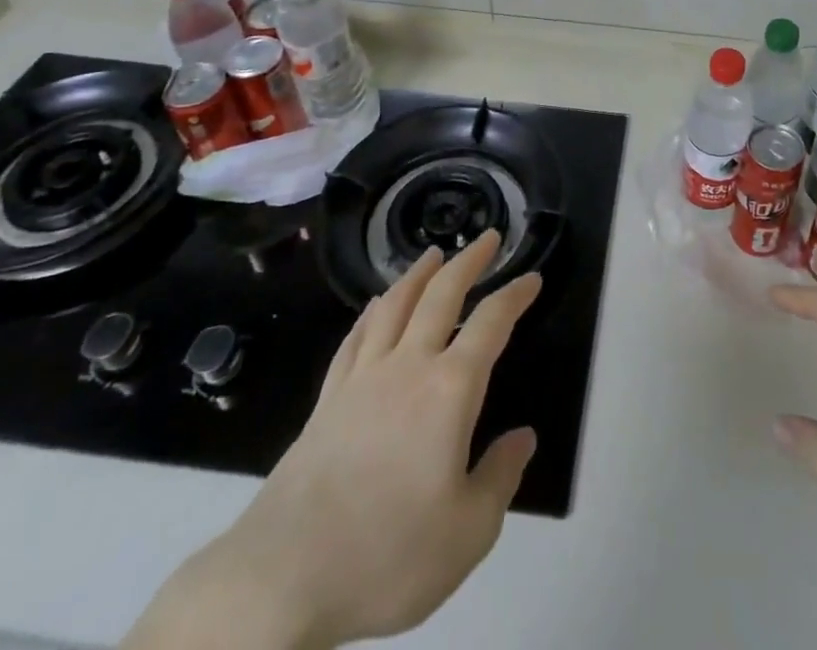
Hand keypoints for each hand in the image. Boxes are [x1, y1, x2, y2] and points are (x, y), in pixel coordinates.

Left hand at [127, 231, 540, 649]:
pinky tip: (375, 305)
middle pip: (441, 295)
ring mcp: (362, 379)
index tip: (532, 278)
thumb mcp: (468, 533)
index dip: (515, 295)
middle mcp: (408, 367)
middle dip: (469, 261)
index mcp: (450, 390)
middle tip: (488, 238)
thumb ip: (500, 478)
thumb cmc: (387, 555)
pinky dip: (371, 312)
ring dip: (418, 274)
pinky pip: (355, 338)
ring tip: (434, 254)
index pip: (491, 323)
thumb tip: (522, 438)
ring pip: (394, 305)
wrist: (283, 578)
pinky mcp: (328, 399)